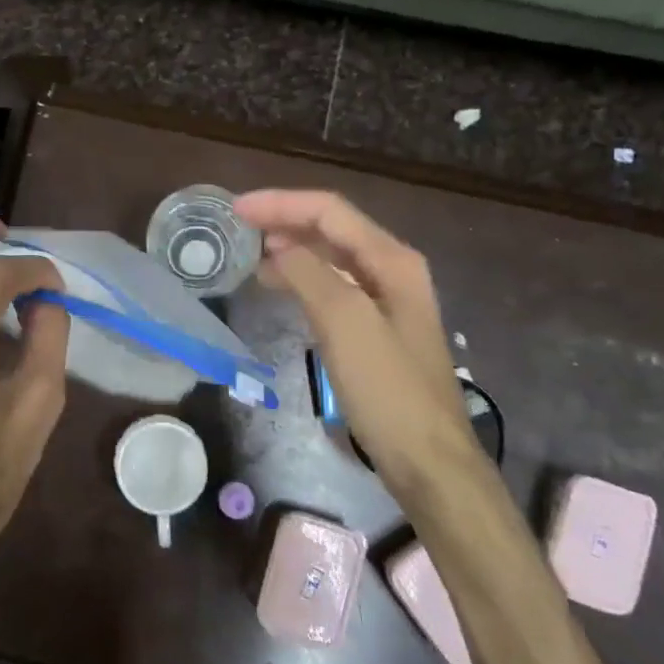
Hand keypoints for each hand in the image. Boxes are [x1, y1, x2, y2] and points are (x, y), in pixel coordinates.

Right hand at [234, 189, 485, 494]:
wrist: (427, 459)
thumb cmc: (387, 389)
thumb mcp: (345, 323)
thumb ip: (309, 274)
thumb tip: (276, 246)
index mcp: (392, 260)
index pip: (330, 211)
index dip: (281, 203)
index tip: (236, 209)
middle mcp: (391, 270)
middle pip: (331, 229)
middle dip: (284, 221)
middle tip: (237, 229)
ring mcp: (385, 301)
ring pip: (331, 258)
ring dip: (291, 249)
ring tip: (249, 254)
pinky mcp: (375, 330)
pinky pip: (332, 288)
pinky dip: (302, 279)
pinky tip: (278, 287)